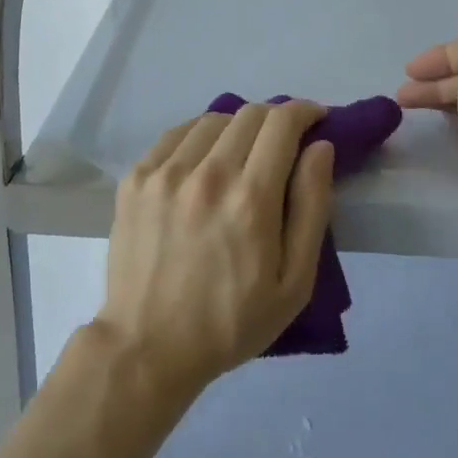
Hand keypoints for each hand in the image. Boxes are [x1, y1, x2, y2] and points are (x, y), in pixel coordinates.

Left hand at [93, 101, 335, 399]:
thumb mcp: (293, 283)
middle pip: (249, 114)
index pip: (282, 123)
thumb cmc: (230, 323)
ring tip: (242, 153)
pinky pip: (177, 134)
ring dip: (237, 127)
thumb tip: (320, 148)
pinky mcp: (137, 176)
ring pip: (213, 119)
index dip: (304, 111)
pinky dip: (199, 136)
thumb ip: (311, 207)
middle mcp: (207, 173)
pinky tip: (204, 160)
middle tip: (282, 142)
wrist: (148, 346)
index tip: (315, 119)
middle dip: (275, 118)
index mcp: (250, 199)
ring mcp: (166, 171)